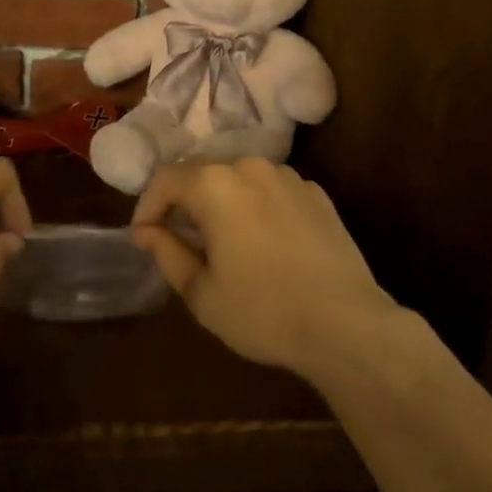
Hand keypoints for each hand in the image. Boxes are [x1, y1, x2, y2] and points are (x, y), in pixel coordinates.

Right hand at [131, 158, 399, 384]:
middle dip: (183, 201)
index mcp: (213, 184)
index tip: (144, 237)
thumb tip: (145, 230)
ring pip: (237, 178)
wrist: (348, 325)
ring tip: (222, 239)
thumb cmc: (265, 312)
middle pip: (200, 172)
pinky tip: (264, 241)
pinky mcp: (315, 191)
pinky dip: (256, 205)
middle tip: (178, 238)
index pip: (164, 179)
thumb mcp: (202, 294)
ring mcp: (286, 175)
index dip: (147, 206)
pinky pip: (270, 189)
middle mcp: (247, 165)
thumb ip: (166, 253)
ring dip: (221, 200)